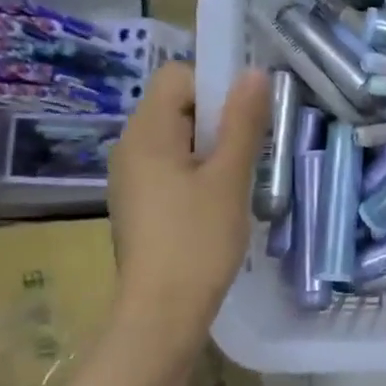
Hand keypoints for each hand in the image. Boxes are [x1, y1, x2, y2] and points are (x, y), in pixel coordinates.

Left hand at [108, 62, 270, 328]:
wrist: (162, 313)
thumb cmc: (198, 240)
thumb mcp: (229, 177)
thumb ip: (242, 122)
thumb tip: (255, 73)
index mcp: (146, 132)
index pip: (178, 76)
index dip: (215, 85)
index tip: (246, 118)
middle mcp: (131, 146)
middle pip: (178, 105)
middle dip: (218, 118)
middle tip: (250, 150)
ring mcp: (132, 177)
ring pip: (178, 138)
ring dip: (213, 147)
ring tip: (239, 178)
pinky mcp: (141, 202)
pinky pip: (172, 166)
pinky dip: (199, 171)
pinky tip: (219, 201)